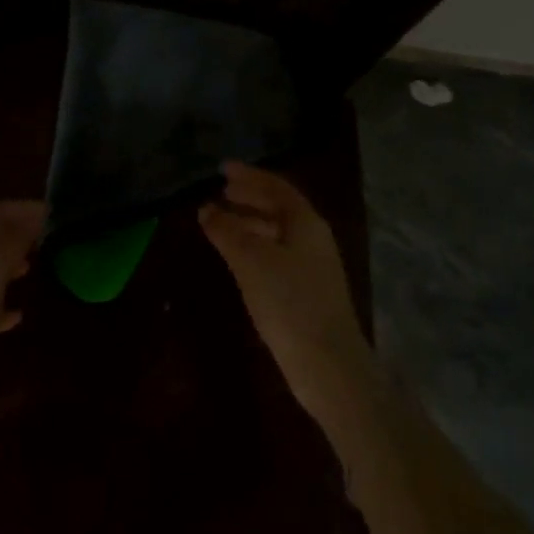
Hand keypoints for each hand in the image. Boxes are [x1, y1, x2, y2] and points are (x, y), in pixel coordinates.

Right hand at [198, 162, 370, 421]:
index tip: (222, 169)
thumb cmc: (289, 302)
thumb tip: (206, 209)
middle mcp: (313, 238)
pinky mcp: (307, 292)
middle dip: (249, 197)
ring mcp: (313, 266)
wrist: (328, 364)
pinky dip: (255, 247)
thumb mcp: (251, 261)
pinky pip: (277, 254)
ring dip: (250, 223)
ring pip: (277, 232)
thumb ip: (227, 231)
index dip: (249, 176)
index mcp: (306, 223)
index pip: (277, 187)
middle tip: (220, 192)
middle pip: (279, 208)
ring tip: (220, 224)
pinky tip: (238, 259)